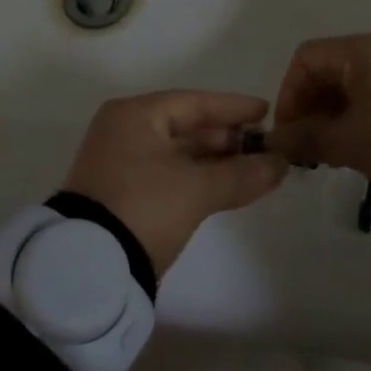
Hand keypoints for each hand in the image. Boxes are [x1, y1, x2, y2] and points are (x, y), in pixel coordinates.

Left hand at [62, 91, 286, 277]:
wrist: (90, 268)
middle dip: (226, 137)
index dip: (232, 108)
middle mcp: (123, 131)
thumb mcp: (197, 188)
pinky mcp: (122, 194)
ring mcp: (120, 164)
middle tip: (263, 145)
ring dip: (214, 160)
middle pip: (184, 126)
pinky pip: (169, 174)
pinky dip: (197, 178)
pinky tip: (225, 186)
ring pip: (178, 153)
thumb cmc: (144, 206)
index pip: (193, 103)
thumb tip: (281, 164)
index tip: (265, 111)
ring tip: (253, 167)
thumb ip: (241, 173)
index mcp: (135, 115)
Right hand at [266, 34, 370, 199]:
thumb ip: (305, 137)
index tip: (289, 133)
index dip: (288, 94)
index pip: (305, 59)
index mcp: (361, 50)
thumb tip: (276, 140)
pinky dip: (359, 116)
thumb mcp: (348, 141)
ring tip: (331, 153)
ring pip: (353, 85)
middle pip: (329, 70)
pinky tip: (361, 147)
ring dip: (333, 116)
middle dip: (310, 108)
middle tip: (307, 149)